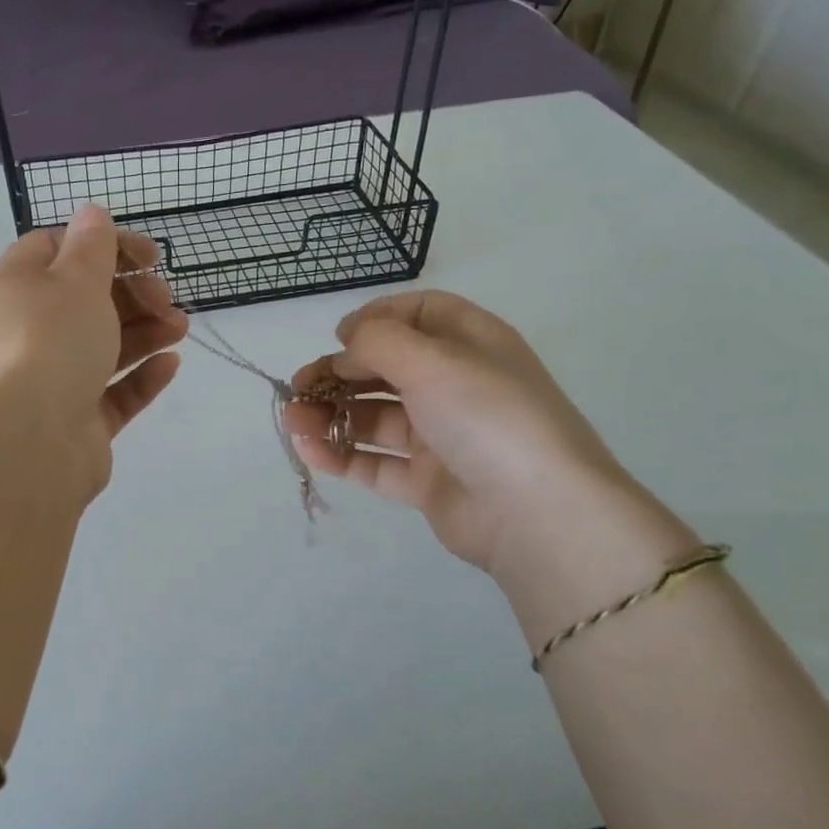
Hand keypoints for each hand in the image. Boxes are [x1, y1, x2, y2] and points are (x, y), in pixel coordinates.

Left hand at [0, 205, 188, 501]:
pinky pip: (112, 393)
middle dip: (132, 292)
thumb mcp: (74, 279)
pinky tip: (171, 364)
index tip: (148, 256)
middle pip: (84, 300)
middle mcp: (28, 333)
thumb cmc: (48, 343)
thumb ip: (91, 246)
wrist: (26, 443)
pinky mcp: (75, 422)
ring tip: (181, 327)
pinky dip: (141, 376)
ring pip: (102, 347)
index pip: (56, 250)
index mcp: (16, 288)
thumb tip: (90, 212)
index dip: (104, 245)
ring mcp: (50, 381)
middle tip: (164, 297)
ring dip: (144, 331)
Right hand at [284, 291, 634, 572]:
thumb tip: (347, 340)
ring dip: (330, 415)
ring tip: (291, 422)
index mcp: (471, 344)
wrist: (538, 513)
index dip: (377, 319)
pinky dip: (340, 455)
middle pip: (387, 369)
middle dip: (338, 373)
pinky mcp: (427, 481)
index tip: (340, 336)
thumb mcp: (432, 360)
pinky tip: (309, 450)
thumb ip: (378, 341)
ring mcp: (442, 436)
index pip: (420, 315)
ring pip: (375, 418)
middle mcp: (456, 386)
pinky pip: (375, 462)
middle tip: (298, 386)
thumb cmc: (487, 416)